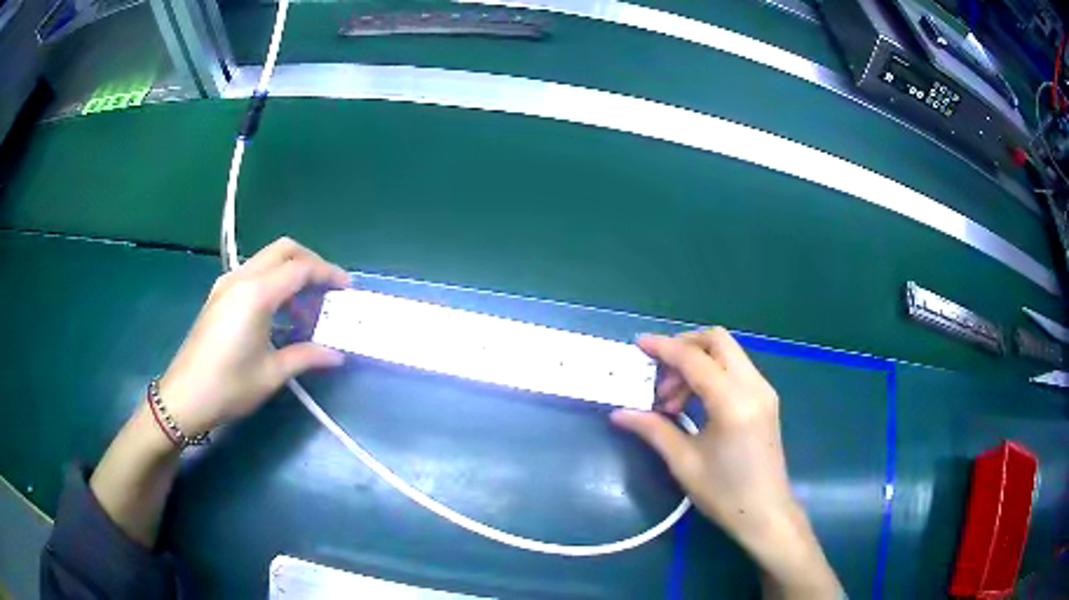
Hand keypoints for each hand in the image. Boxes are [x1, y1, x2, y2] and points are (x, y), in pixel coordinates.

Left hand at [159, 237, 350, 436]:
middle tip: (327, 288)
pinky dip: (273, 281)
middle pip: (283, 250)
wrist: (185, 396)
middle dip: (311, 262)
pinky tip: (279, 313)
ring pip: (266, 258)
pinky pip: (253, 273)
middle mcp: (241, 278)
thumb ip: (306, 356)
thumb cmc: (230, 386)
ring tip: (306, 306)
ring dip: (290, 271)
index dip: (328, 274)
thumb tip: (337, 355)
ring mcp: (227, 284)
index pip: (300, 268)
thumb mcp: (272, 374)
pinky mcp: (219, 294)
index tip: (346, 289)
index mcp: (256, 294)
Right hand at [612, 328, 840, 597]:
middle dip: (684, 347)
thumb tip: (620, 413)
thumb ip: (653, 429)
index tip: (638, 345)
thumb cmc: (724, 493)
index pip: (694, 359)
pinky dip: (711, 373)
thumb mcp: (684, 462)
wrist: (765, 513)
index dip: (664, 348)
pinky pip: (735, 369)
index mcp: (733, 402)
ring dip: (696, 364)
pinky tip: (694, 403)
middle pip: (717, 341)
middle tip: (659, 374)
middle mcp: (753, 386)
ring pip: (727, 353)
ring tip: (672, 402)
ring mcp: (763, 391)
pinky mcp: (765, 399)